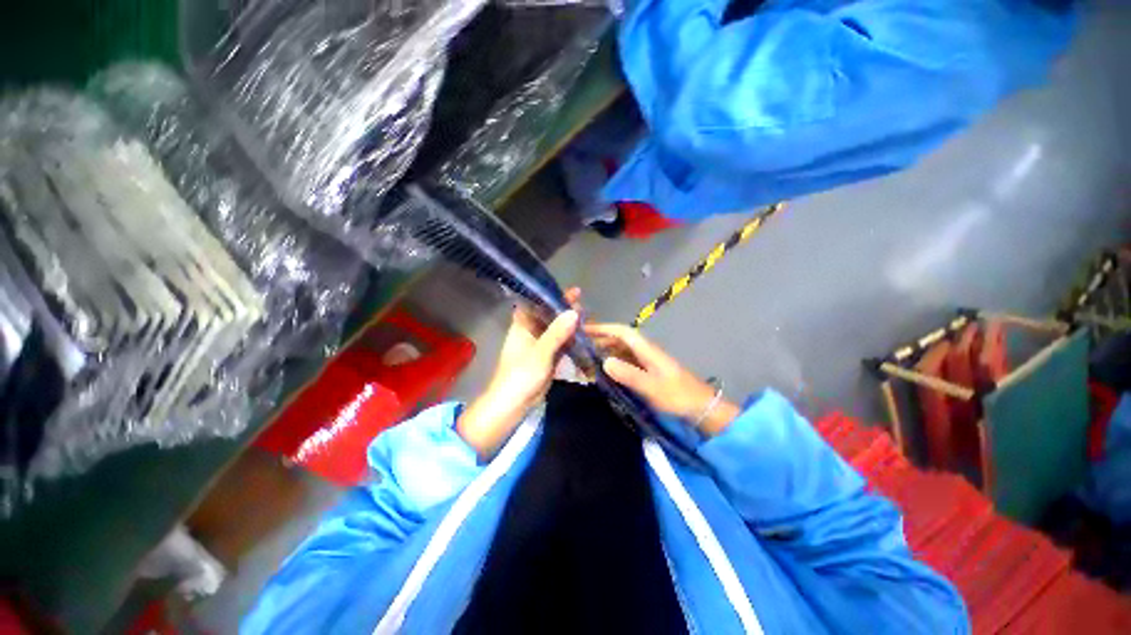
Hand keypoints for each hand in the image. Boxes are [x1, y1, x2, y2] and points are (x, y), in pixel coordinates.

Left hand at [456, 289, 580, 458]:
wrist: (514, 405)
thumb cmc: (521, 375)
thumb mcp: (540, 352)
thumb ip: (557, 333)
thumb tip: (574, 312)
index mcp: (522, 326)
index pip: (535, 304)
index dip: (548, 294)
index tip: (567, 289)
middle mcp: (530, 332)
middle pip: (548, 315)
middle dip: (563, 308)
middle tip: (581, 300)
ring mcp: (539, 345)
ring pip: (556, 330)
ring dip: (568, 324)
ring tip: (587, 315)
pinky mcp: (547, 358)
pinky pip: (560, 344)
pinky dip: (570, 339)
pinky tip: (583, 334)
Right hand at [585, 323, 739, 436]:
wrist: (702, 409)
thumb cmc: (678, 396)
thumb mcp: (652, 387)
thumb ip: (629, 374)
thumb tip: (605, 362)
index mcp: (647, 350)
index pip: (622, 332)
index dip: (603, 328)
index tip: (585, 330)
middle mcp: (646, 352)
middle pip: (620, 340)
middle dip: (601, 340)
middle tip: (580, 347)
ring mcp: (647, 363)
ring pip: (622, 351)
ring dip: (606, 352)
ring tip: (588, 360)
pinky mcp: (648, 373)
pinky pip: (627, 363)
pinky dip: (614, 364)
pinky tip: (605, 373)